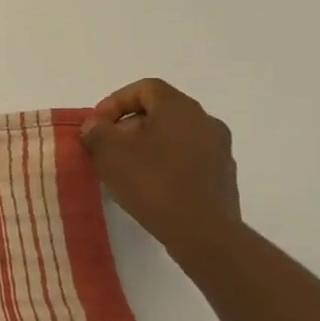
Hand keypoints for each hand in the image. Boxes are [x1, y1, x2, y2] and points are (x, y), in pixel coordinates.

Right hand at [79, 78, 240, 253]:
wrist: (202, 232)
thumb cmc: (152, 182)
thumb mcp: (109, 152)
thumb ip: (97, 131)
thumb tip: (96, 126)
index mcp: (179, 108)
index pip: (145, 88)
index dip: (116, 101)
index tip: (98, 124)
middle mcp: (205, 122)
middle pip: (160, 111)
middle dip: (129, 125)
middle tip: (107, 146)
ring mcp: (219, 150)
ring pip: (174, 136)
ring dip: (147, 145)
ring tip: (125, 168)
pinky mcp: (222, 176)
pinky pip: (187, 158)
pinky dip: (165, 163)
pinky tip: (149, 186)